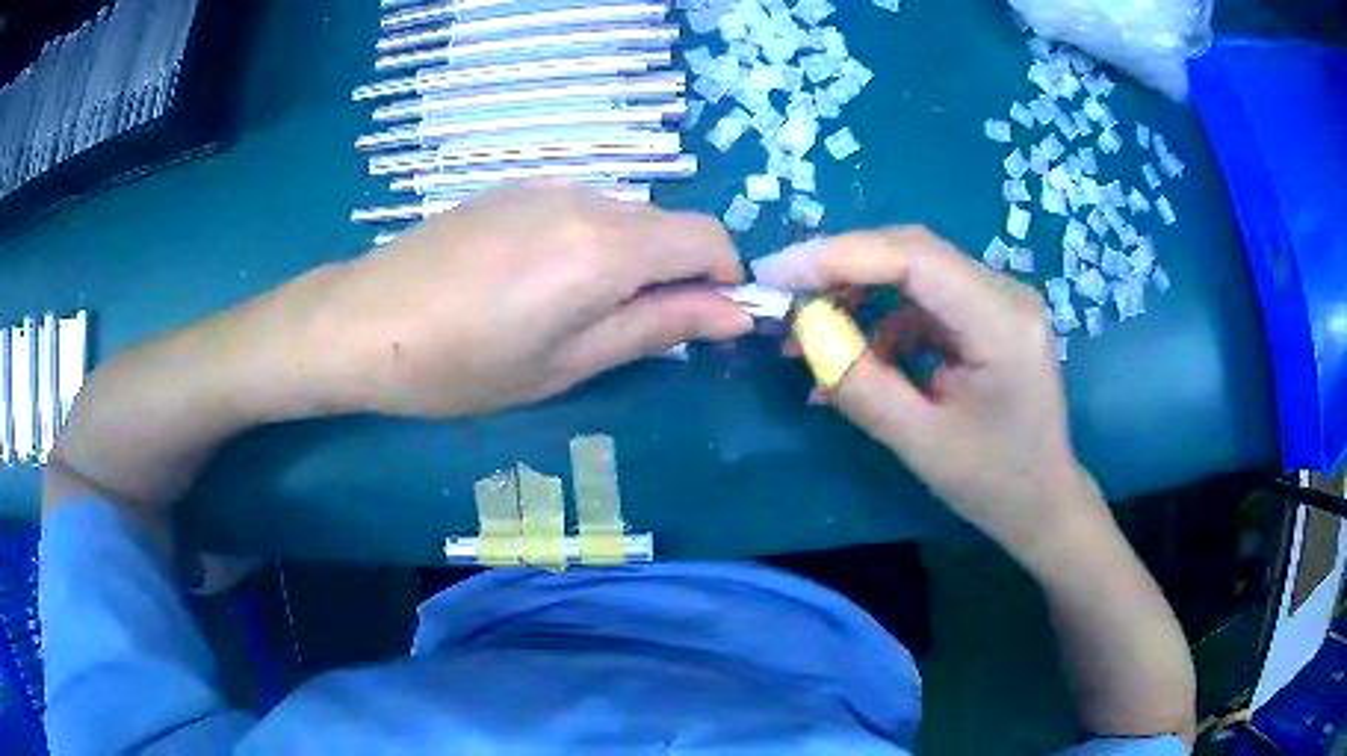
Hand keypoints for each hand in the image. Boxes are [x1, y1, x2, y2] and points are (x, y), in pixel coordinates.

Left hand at [310, 182, 751, 416]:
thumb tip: (736, 313)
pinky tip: (534, 282)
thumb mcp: (567, 364)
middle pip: (671, 225)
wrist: (362, 322)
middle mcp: (588, 200)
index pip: (709, 239)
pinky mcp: (515, 188)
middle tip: (630, 333)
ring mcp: (547, 187)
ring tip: (571, 312)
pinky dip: (592, 243)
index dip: (725, 280)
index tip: (704, 324)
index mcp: (607, 248)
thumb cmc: (462, 365)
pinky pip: (584, 209)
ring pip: (628, 216)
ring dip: (632, 260)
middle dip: (677, 274)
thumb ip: (658, 328)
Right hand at [753, 228, 1103, 560]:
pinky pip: (925, 300)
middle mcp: (1006, 293)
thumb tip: (803, 331)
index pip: (915, 258)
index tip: (776, 274)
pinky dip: (883, 321)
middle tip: (782, 294)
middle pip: (913, 252)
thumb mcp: (919, 443)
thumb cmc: (992, 483)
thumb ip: (859, 383)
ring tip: (809, 335)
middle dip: (841, 268)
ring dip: (858, 295)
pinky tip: (858, 356)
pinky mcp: (988, 314)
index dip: (839, 256)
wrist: (1043, 502)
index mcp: (1002, 323)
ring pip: (914, 272)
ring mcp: (999, 299)